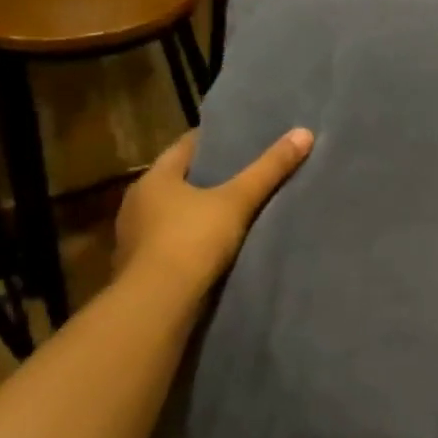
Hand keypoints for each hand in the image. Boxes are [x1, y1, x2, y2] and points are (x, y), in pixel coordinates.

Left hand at [115, 127, 313, 292]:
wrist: (157, 304)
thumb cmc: (192, 240)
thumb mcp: (237, 201)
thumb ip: (269, 170)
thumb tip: (304, 133)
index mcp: (154, 179)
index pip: (185, 147)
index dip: (212, 141)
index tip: (238, 139)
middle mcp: (137, 203)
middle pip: (177, 181)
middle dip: (206, 177)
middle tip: (242, 173)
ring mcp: (133, 238)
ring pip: (171, 214)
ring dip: (195, 213)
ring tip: (231, 211)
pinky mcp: (138, 268)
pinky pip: (168, 244)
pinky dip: (188, 241)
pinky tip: (211, 247)